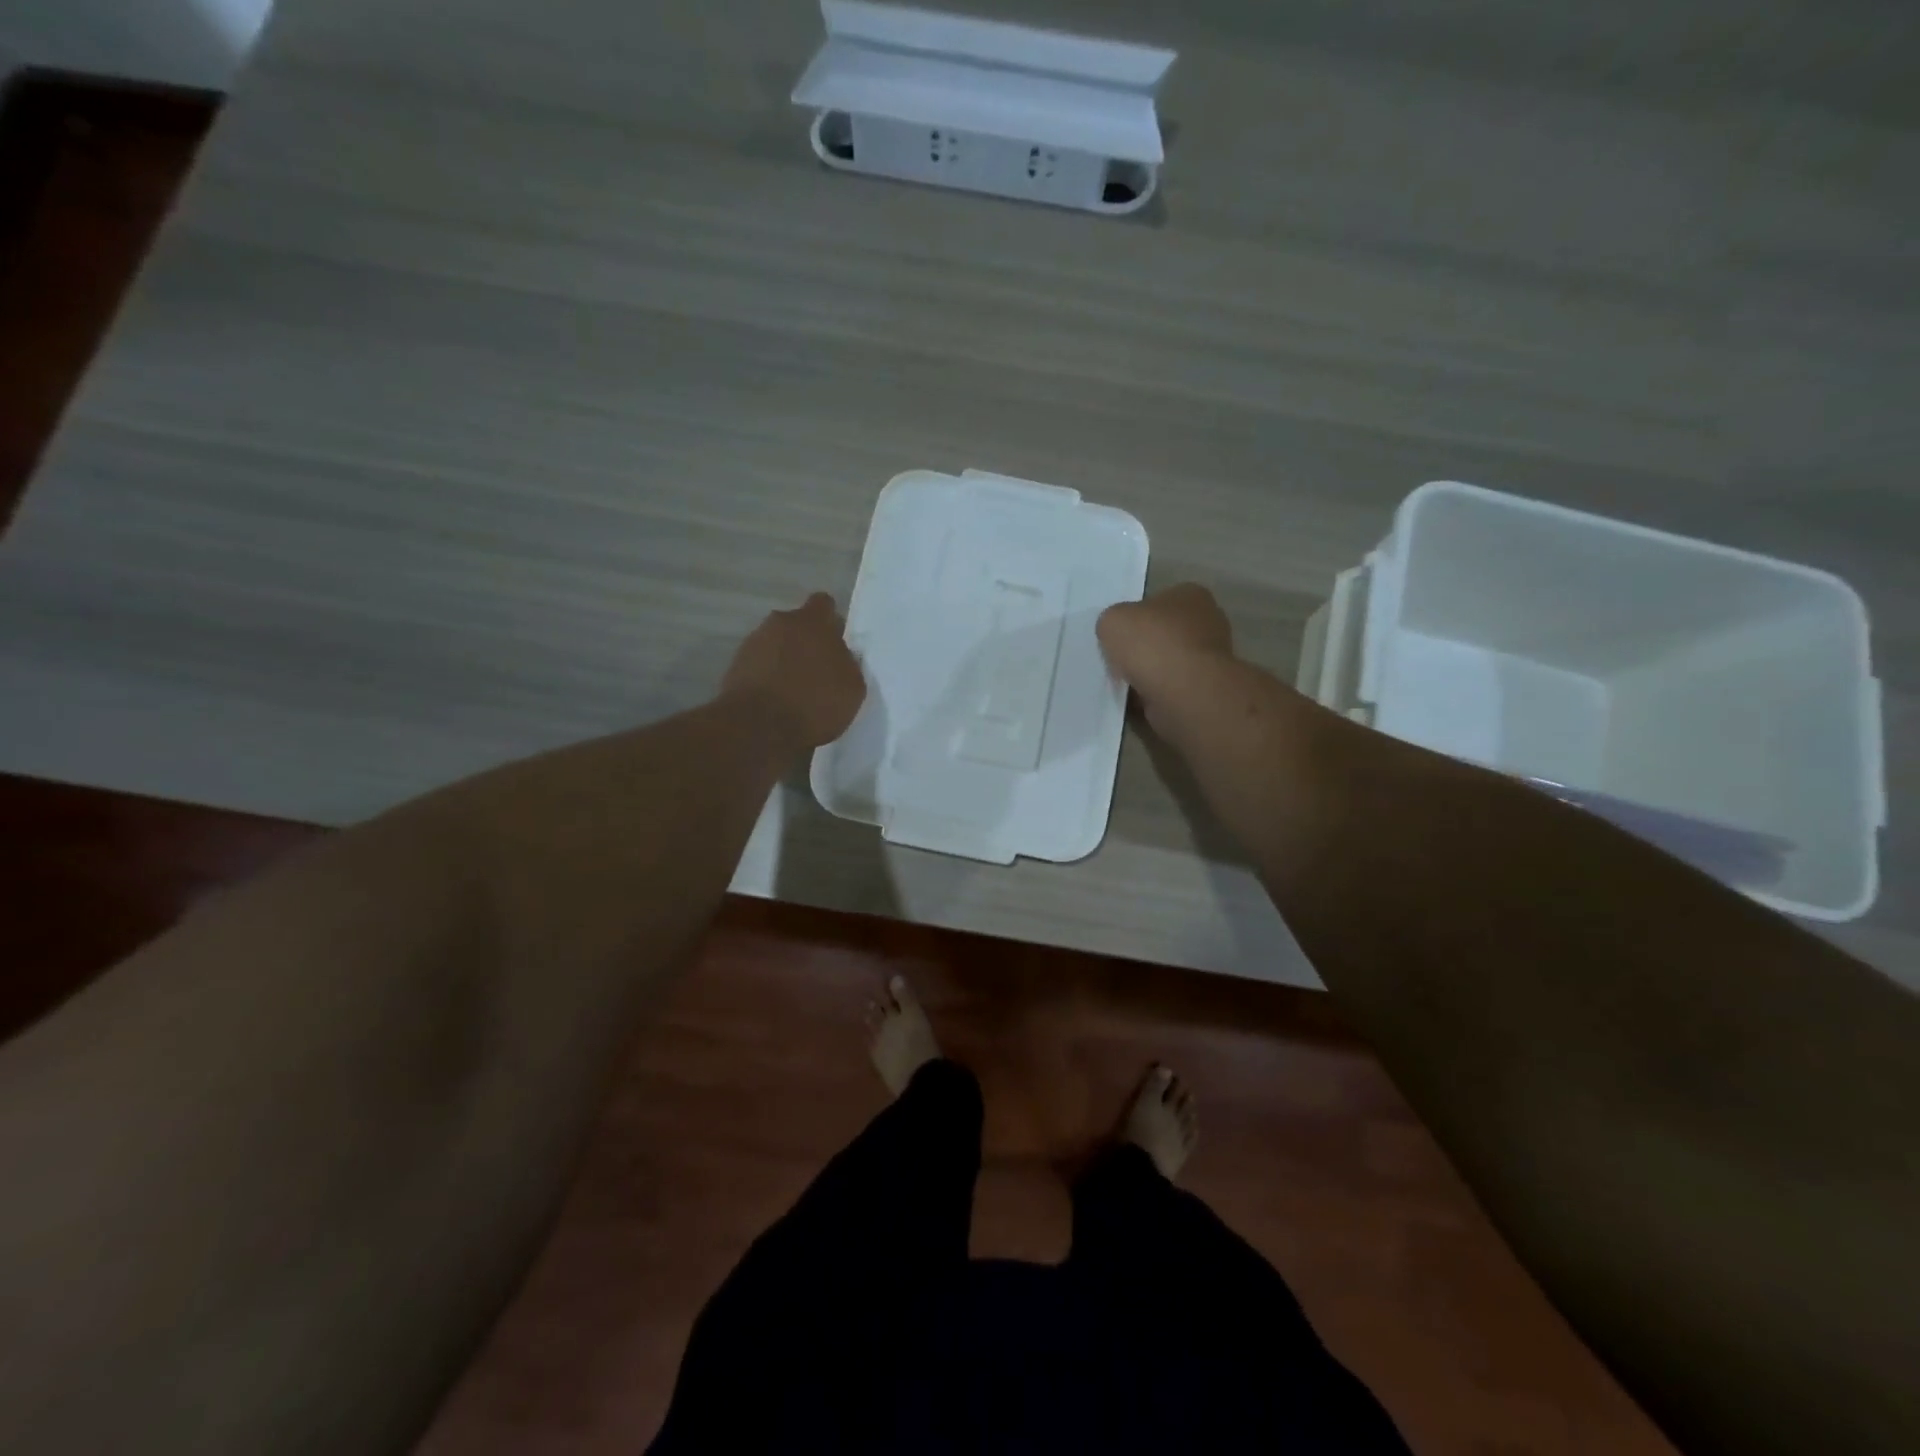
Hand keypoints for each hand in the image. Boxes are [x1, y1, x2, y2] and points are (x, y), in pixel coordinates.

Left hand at [721, 592, 866, 749]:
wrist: (758, 727)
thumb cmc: (814, 703)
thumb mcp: (852, 687)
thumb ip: (848, 663)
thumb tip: (840, 656)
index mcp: (812, 622)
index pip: (824, 604)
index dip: (831, 622)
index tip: (836, 643)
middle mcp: (780, 623)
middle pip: (797, 625)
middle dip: (806, 642)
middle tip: (818, 670)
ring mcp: (753, 642)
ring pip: (776, 644)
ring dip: (785, 659)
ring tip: (794, 689)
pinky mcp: (735, 665)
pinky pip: (759, 664)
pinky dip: (768, 676)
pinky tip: (776, 699)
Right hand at [1097, 584, 1234, 732]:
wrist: (1185, 694)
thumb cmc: (1152, 645)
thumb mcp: (1112, 620)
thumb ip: (1112, 622)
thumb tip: (1117, 634)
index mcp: (1190, 595)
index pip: (1157, 602)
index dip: (1134, 619)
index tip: (1118, 636)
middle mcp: (1207, 623)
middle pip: (1163, 635)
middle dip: (1142, 650)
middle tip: (1117, 662)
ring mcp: (1211, 660)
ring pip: (1167, 666)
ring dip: (1147, 676)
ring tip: (1124, 686)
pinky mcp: (1206, 691)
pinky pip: (1171, 691)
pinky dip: (1154, 697)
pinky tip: (1137, 703)